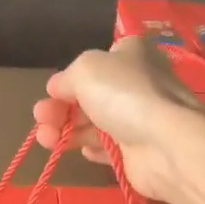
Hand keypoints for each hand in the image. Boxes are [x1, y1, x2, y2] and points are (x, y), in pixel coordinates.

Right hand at [32, 37, 204, 200]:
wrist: (164, 144)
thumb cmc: (123, 94)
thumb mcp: (85, 70)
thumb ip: (65, 78)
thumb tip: (56, 88)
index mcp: (132, 53)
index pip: (97, 61)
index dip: (71, 76)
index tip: (52, 91)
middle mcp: (139, 82)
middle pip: (91, 94)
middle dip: (60, 107)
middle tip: (40, 118)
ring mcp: (141, 117)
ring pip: (96, 122)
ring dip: (67, 129)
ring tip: (46, 139)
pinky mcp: (140, 150)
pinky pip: (109, 146)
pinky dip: (92, 147)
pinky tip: (81, 150)